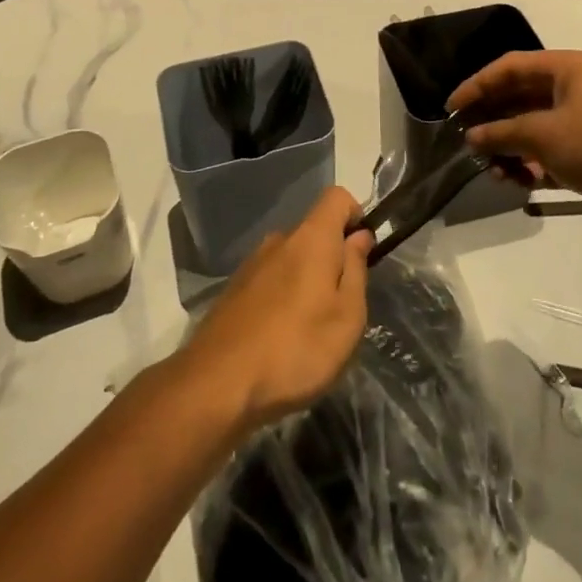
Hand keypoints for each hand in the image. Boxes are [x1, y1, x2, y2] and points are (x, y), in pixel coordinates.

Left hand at [178, 187, 372, 432]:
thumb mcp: (347, 317)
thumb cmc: (296, 349)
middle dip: (333, 258)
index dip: (356, 215)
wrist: (218, 384)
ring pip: (292, 258)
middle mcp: (278, 240)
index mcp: (310, 238)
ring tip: (312, 329)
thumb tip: (359, 236)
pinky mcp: (234, 289)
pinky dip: (284, 297)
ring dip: (308, 281)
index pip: (336, 197)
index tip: (363, 254)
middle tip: (342, 306)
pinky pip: (271, 279)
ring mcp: (252, 264)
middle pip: (315, 231)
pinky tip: (282, 337)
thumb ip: (355, 270)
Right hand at [448, 50, 581, 228]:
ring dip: (513, 151)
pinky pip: (556, 155)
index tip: (451, 109)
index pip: (510, 68)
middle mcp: (578, 90)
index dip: (477, 86)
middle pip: (523, 100)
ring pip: (539, 131)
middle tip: (467, 143)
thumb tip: (472, 137)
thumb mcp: (543, 133)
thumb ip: (502, 134)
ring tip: (495, 173)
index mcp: (567, 69)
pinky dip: (536, 167)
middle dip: (494, 123)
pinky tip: (520, 184)